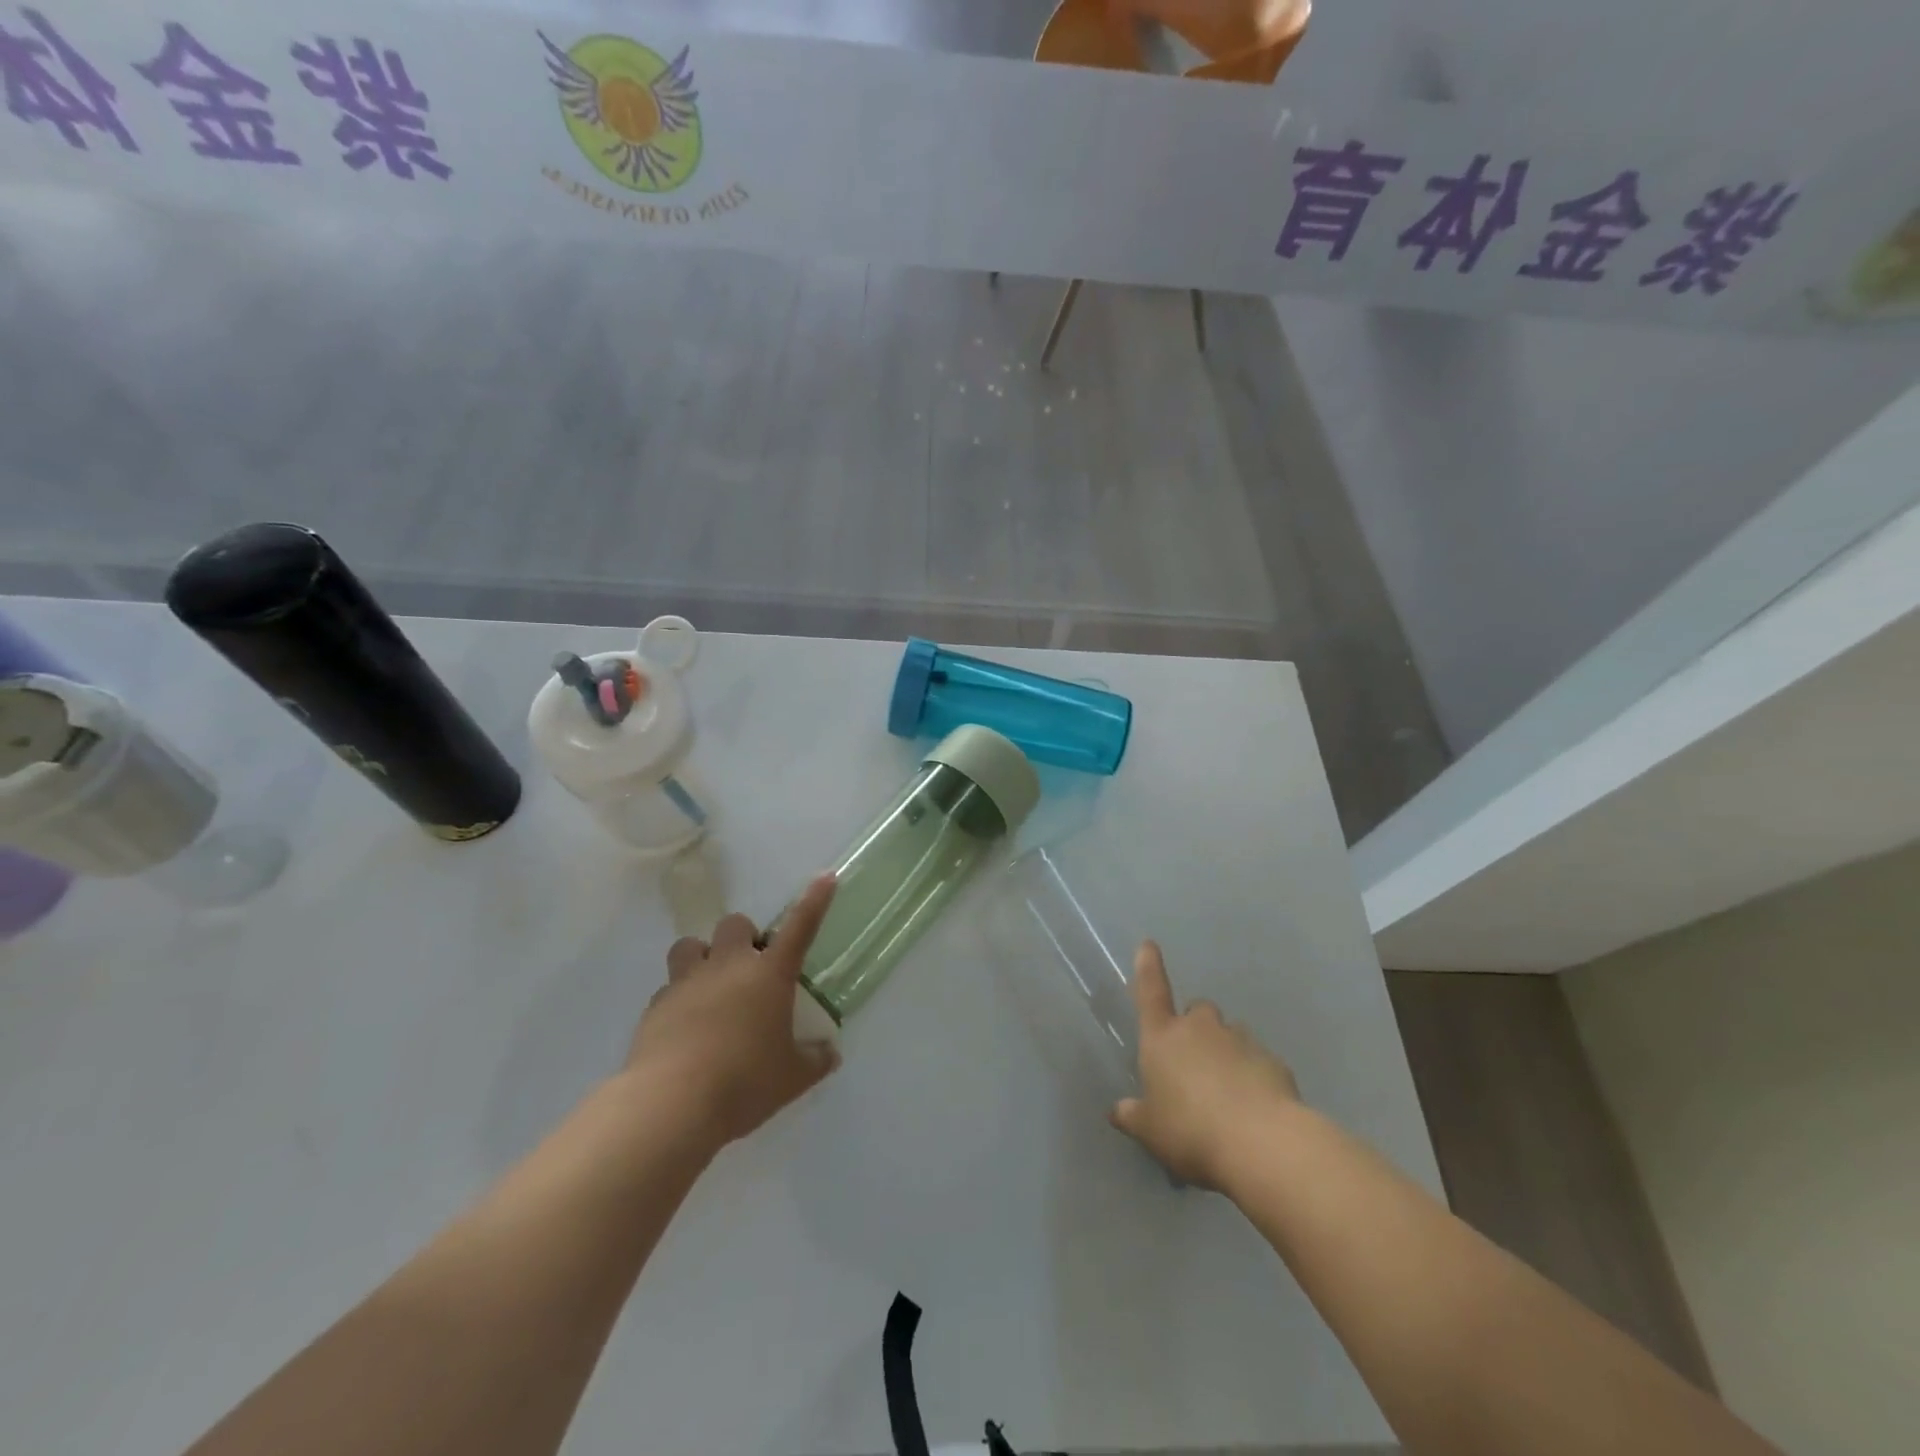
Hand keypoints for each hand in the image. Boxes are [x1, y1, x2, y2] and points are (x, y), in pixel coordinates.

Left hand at [626, 874, 840, 1148]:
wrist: (672, 1104)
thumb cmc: (745, 1083)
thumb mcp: (792, 1078)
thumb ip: (814, 1060)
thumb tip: (829, 1054)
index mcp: (769, 975)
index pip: (800, 927)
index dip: (814, 901)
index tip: (825, 877)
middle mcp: (729, 966)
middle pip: (735, 925)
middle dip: (744, 938)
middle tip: (751, 970)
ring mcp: (688, 982)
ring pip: (690, 946)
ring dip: (702, 958)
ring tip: (710, 988)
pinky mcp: (656, 1006)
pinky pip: (668, 988)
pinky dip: (679, 999)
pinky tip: (685, 1029)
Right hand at [1110, 941, 1300, 1187]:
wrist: (1263, 1144)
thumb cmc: (1191, 1131)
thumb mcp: (1151, 1131)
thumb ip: (1132, 1116)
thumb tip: (1116, 1111)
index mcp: (1163, 1037)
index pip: (1151, 991)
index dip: (1148, 967)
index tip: (1148, 944)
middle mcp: (1200, 1028)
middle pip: (1196, 1012)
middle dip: (1194, 1029)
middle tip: (1193, 1065)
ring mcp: (1240, 1040)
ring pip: (1229, 1035)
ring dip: (1225, 1053)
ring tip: (1227, 1094)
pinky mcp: (1273, 1061)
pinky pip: (1258, 1061)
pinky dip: (1253, 1076)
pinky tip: (1254, 1109)